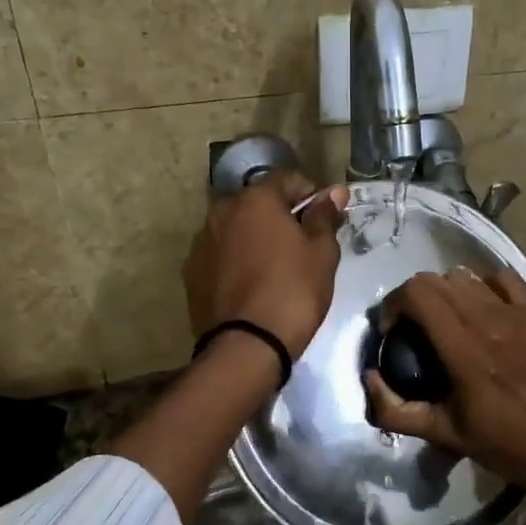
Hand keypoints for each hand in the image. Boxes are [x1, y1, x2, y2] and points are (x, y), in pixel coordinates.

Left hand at [184, 171, 349, 357]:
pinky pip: (221, 256)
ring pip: (237, 229)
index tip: (324, 220)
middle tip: (302, 246)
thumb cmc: (293, 291)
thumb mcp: (322, 253)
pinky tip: (251, 286)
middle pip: (258, 203)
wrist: (247, 346)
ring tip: (275, 269)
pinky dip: (236, 262)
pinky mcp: (191, 273)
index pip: (288, 179)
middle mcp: (222, 211)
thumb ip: (325, 217)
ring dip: (255, 238)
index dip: (311, 195)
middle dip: (280, 217)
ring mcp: (201, 242)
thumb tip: (333, 192)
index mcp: (255, 198)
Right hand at [363, 267, 525, 496]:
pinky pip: (503, 279)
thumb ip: (398, 410)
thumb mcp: (447, 436)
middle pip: (435, 280)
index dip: (394, 305)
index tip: (393, 332)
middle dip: (413, 299)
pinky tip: (483, 307)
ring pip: (466, 276)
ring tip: (446, 320)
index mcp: (462, 349)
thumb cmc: (509, 445)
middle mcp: (487, 320)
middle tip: (413, 329)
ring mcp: (516, 313)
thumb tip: (370, 379)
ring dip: (446, 291)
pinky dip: (484, 285)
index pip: (416, 294)